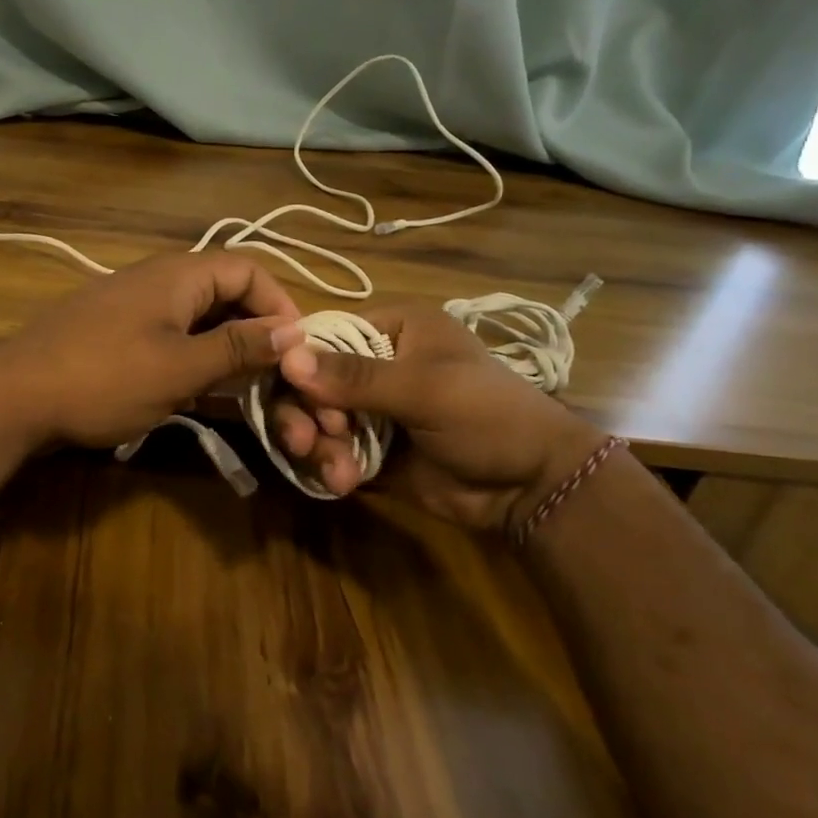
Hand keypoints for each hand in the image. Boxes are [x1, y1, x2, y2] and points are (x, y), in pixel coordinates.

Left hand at [0, 252, 303, 450]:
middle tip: (272, 374)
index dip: (279, 303)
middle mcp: (156, 278)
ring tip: (238, 388)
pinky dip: (190, 356)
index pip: (248, 267)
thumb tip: (294, 330)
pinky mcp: (112, 330)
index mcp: (177, 274)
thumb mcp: (180, 368)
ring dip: (222, 347)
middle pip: (223, 291)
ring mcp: (130, 303)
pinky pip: (167, 333)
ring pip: (196, 316)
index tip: (297, 348)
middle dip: (253, 329)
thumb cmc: (103, 379)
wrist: (13, 397)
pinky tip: (191, 392)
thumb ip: (237, 347)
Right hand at [272, 298, 606, 533]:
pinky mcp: (367, 447)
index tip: (302, 395)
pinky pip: (328, 449)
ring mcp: (369, 407)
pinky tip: (344, 482)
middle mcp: (373, 362)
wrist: (531, 487)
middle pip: (308, 379)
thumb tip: (286, 359)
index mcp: (392, 329)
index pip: (323, 334)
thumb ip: (355, 376)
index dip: (300, 364)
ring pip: (313, 417)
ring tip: (336, 470)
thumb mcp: (424, 389)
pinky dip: (329, 464)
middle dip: (304, 412)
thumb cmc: (487, 416)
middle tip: (307, 440)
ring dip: (316, 443)